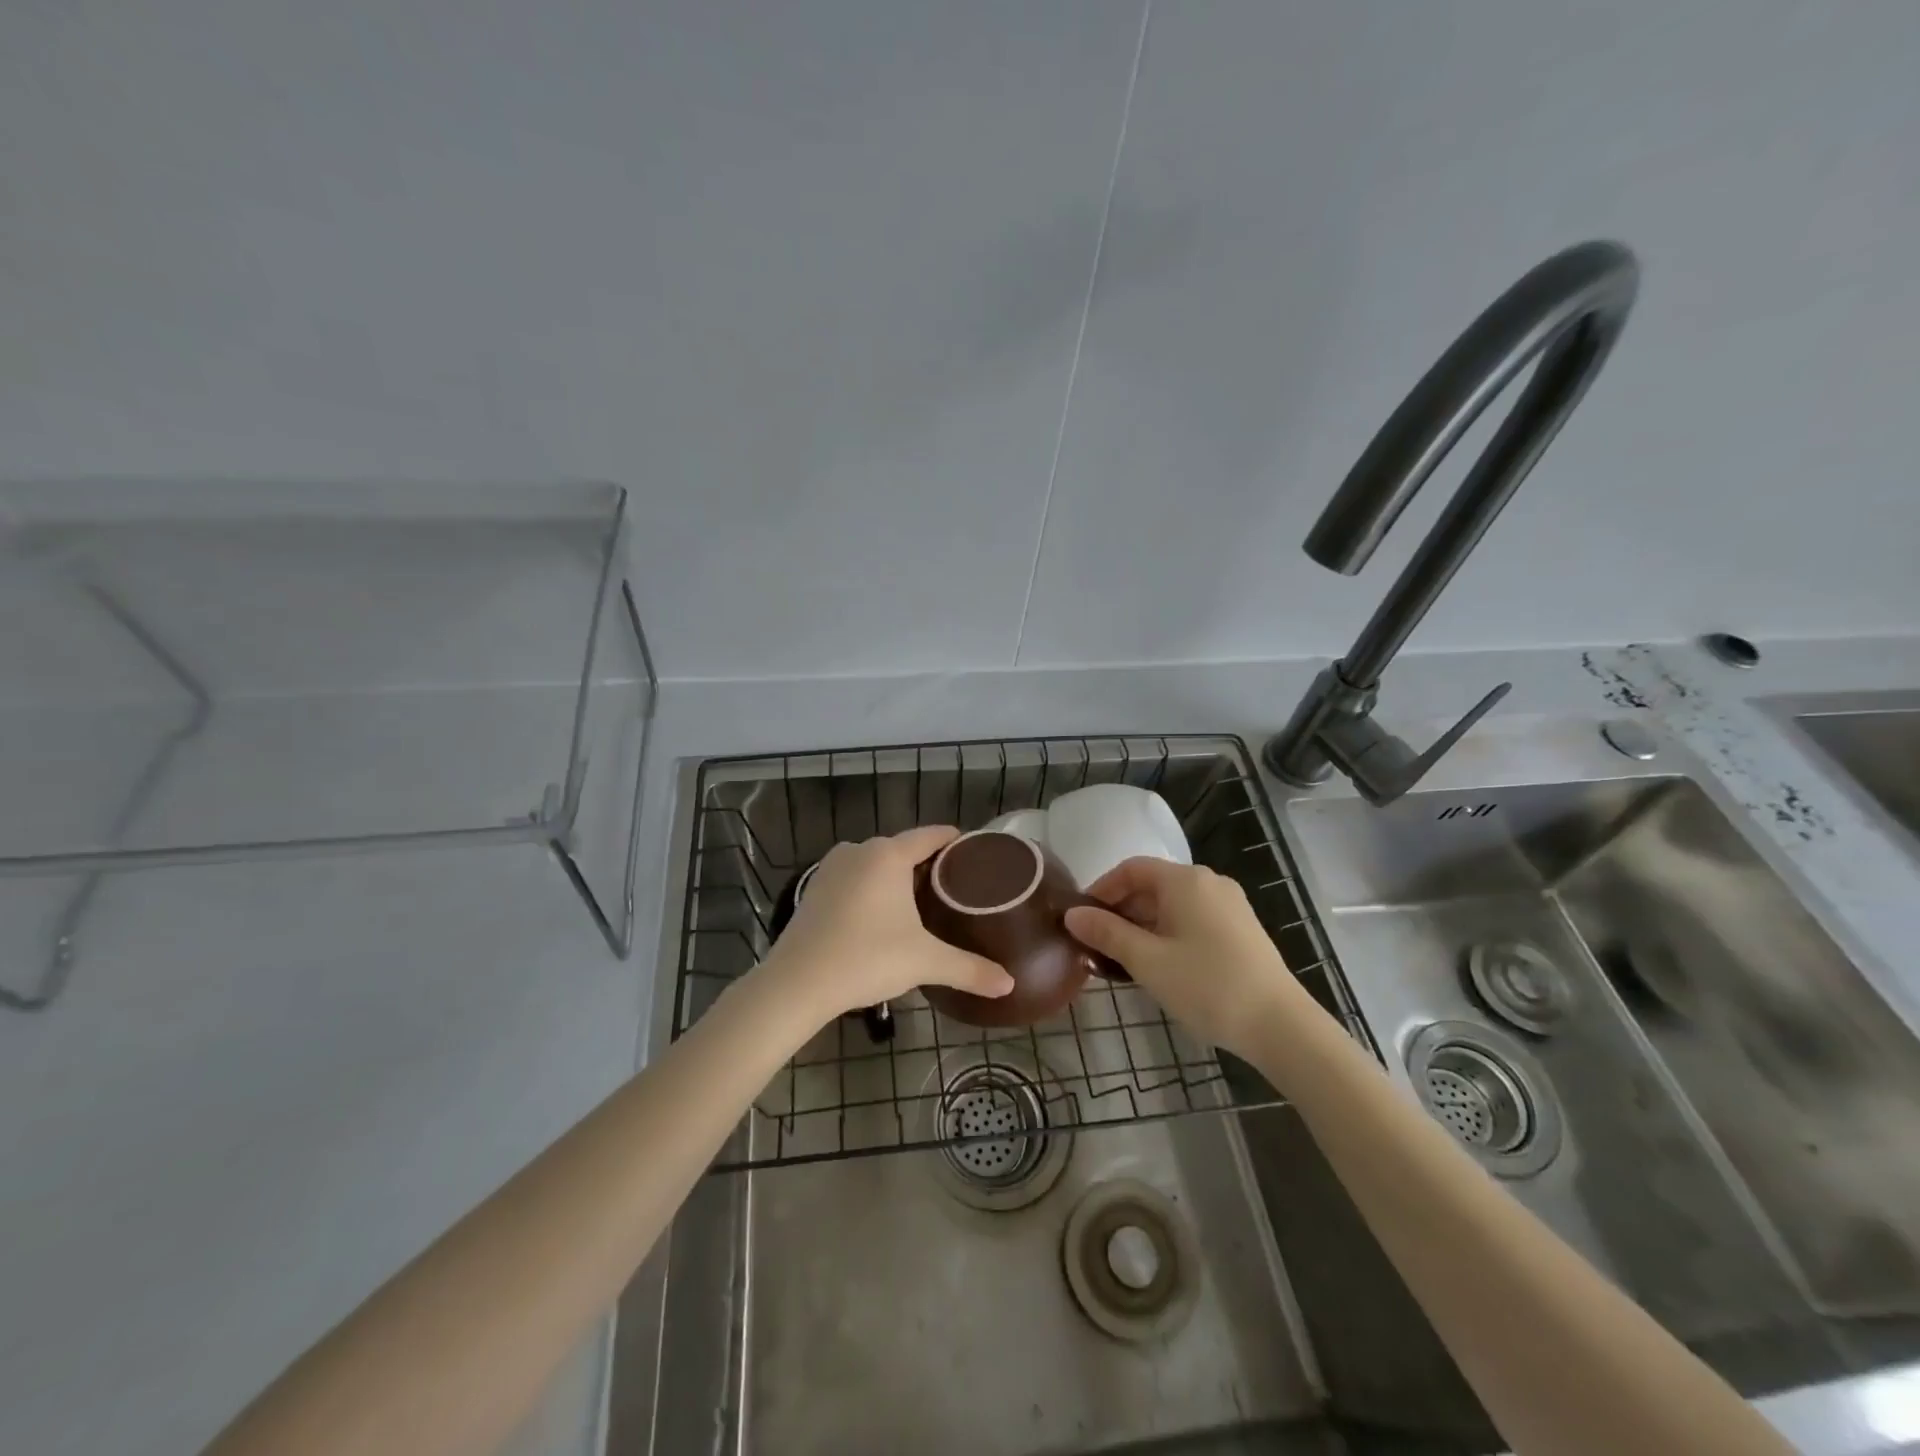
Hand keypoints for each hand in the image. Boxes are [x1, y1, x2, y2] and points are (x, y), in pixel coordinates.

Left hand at [761, 827, 1014, 1023]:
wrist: (797, 983)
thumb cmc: (866, 959)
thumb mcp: (925, 962)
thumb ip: (969, 969)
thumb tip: (1009, 984)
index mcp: (889, 854)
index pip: (931, 835)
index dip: (955, 841)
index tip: (974, 852)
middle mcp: (860, 850)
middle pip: (903, 849)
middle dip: (928, 865)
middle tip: (955, 888)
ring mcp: (832, 867)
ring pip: (876, 863)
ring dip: (897, 877)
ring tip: (922, 903)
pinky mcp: (814, 887)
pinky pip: (854, 877)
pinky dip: (871, 888)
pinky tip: (881, 915)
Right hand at [1064, 858, 1317, 1061]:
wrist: (1281, 1026)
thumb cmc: (1207, 986)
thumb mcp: (1148, 961)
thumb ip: (1107, 933)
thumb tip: (1073, 914)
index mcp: (1186, 880)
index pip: (1131, 869)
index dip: (1101, 889)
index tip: (1081, 918)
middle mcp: (1209, 883)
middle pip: (1152, 885)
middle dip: (1120, 911)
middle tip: (1096, 944)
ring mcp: (1229, 906)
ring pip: (1172, 905)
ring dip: (1142, 926)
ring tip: (1121, 960)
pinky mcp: (1241, 930)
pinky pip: (1192, 920)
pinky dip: (1167, 934)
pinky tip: (1158, 966)